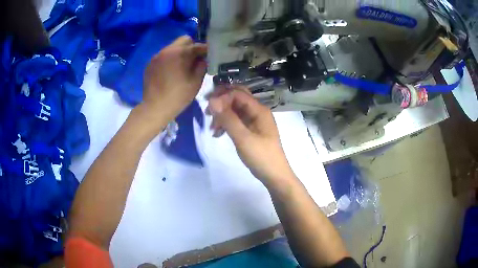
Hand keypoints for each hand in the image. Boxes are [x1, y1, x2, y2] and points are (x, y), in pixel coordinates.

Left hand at [143, 36, 207, 119]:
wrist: (155, 107)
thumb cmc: (178, 96)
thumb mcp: (196, 82)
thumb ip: (202, 66)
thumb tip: (203, 58)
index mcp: (180, 53)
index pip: (198, 45)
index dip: (206, 50)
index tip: (209, 55)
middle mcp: (168, 50)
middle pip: (184, 40)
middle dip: (192, 47)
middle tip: (195, 59)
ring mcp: (157, 56)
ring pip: (173, 47)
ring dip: (180, 53)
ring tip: (182, 66)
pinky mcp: (150, 63)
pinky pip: (163, 55)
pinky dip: (169, 59)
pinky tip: (170, 71)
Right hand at [207, 86, 294, 184]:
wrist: (275, 176)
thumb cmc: (261, 157)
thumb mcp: (243, 138)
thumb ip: (228, 119)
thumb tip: (212, 100)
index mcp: (259, 110)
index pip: (237, 94)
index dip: (222, 97)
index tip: (208, 109)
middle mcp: (258, 111)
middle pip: (237, 98)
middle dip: (221, 102)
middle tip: (207, 112)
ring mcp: (255, 121)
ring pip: (235, 110)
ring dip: (222, 114)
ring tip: (212, 128)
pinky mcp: (252, 130)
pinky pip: (237, 121)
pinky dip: (226, 124)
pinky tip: (218, 134)